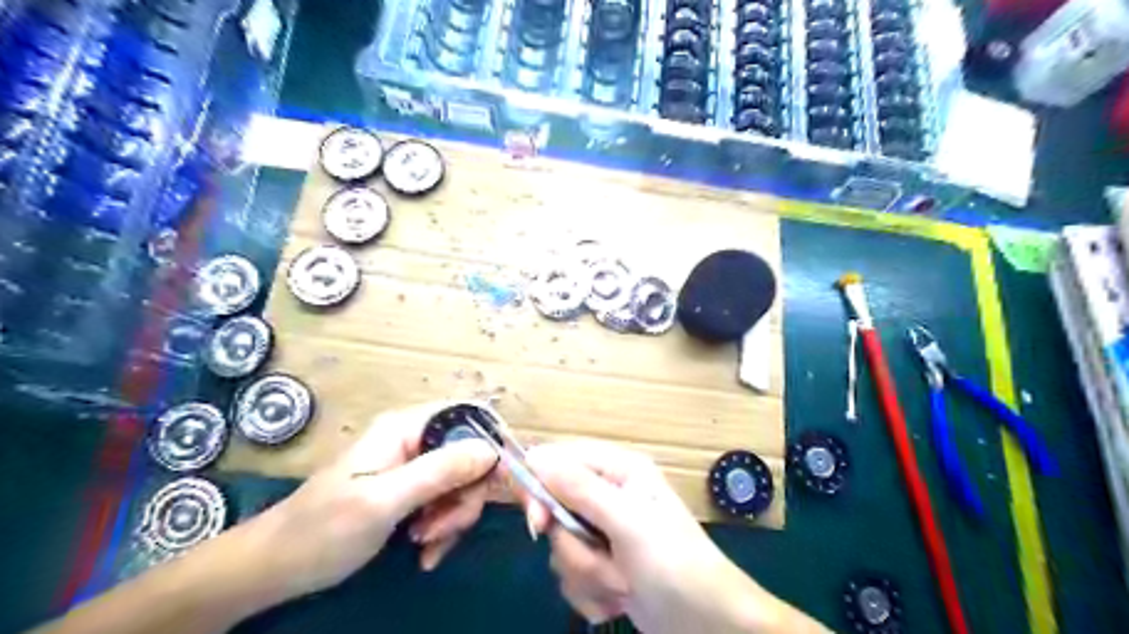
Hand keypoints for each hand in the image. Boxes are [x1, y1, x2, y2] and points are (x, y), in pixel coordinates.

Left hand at [249, 404, 496, 600]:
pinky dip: (444, 528)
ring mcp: (413, 466)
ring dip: (453, 517)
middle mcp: (414, 440)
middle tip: (442, 529)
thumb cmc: (322, 530)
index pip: (468, 415)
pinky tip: (425, 552)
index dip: (493, 442)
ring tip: (425, 545)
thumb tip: (491, 450)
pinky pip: (446, 502)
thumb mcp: (383, 502)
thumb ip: (438, 472)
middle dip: (465, 496)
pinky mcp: (411, 491)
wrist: (276, 568)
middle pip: (470, 455)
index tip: (504, 481)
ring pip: (462, 482)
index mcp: (406, 428)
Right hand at [524, 441, 827, 633]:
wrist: (706, 623)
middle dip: (573, 544)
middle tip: (594, 559)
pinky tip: (621, 597)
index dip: (540, 486)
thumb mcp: (627, 522)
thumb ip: (579, 488)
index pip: (560, 460)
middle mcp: (608, 494)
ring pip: (561, 546)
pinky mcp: (602, 564)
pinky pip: (572, 573)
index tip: (537, 520)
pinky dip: (592, 592)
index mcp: (618, 470)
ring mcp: (604, 531)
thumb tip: (535, 456)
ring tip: (623, 582)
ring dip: (587, 573)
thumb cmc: (673, 562)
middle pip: (555, 508)